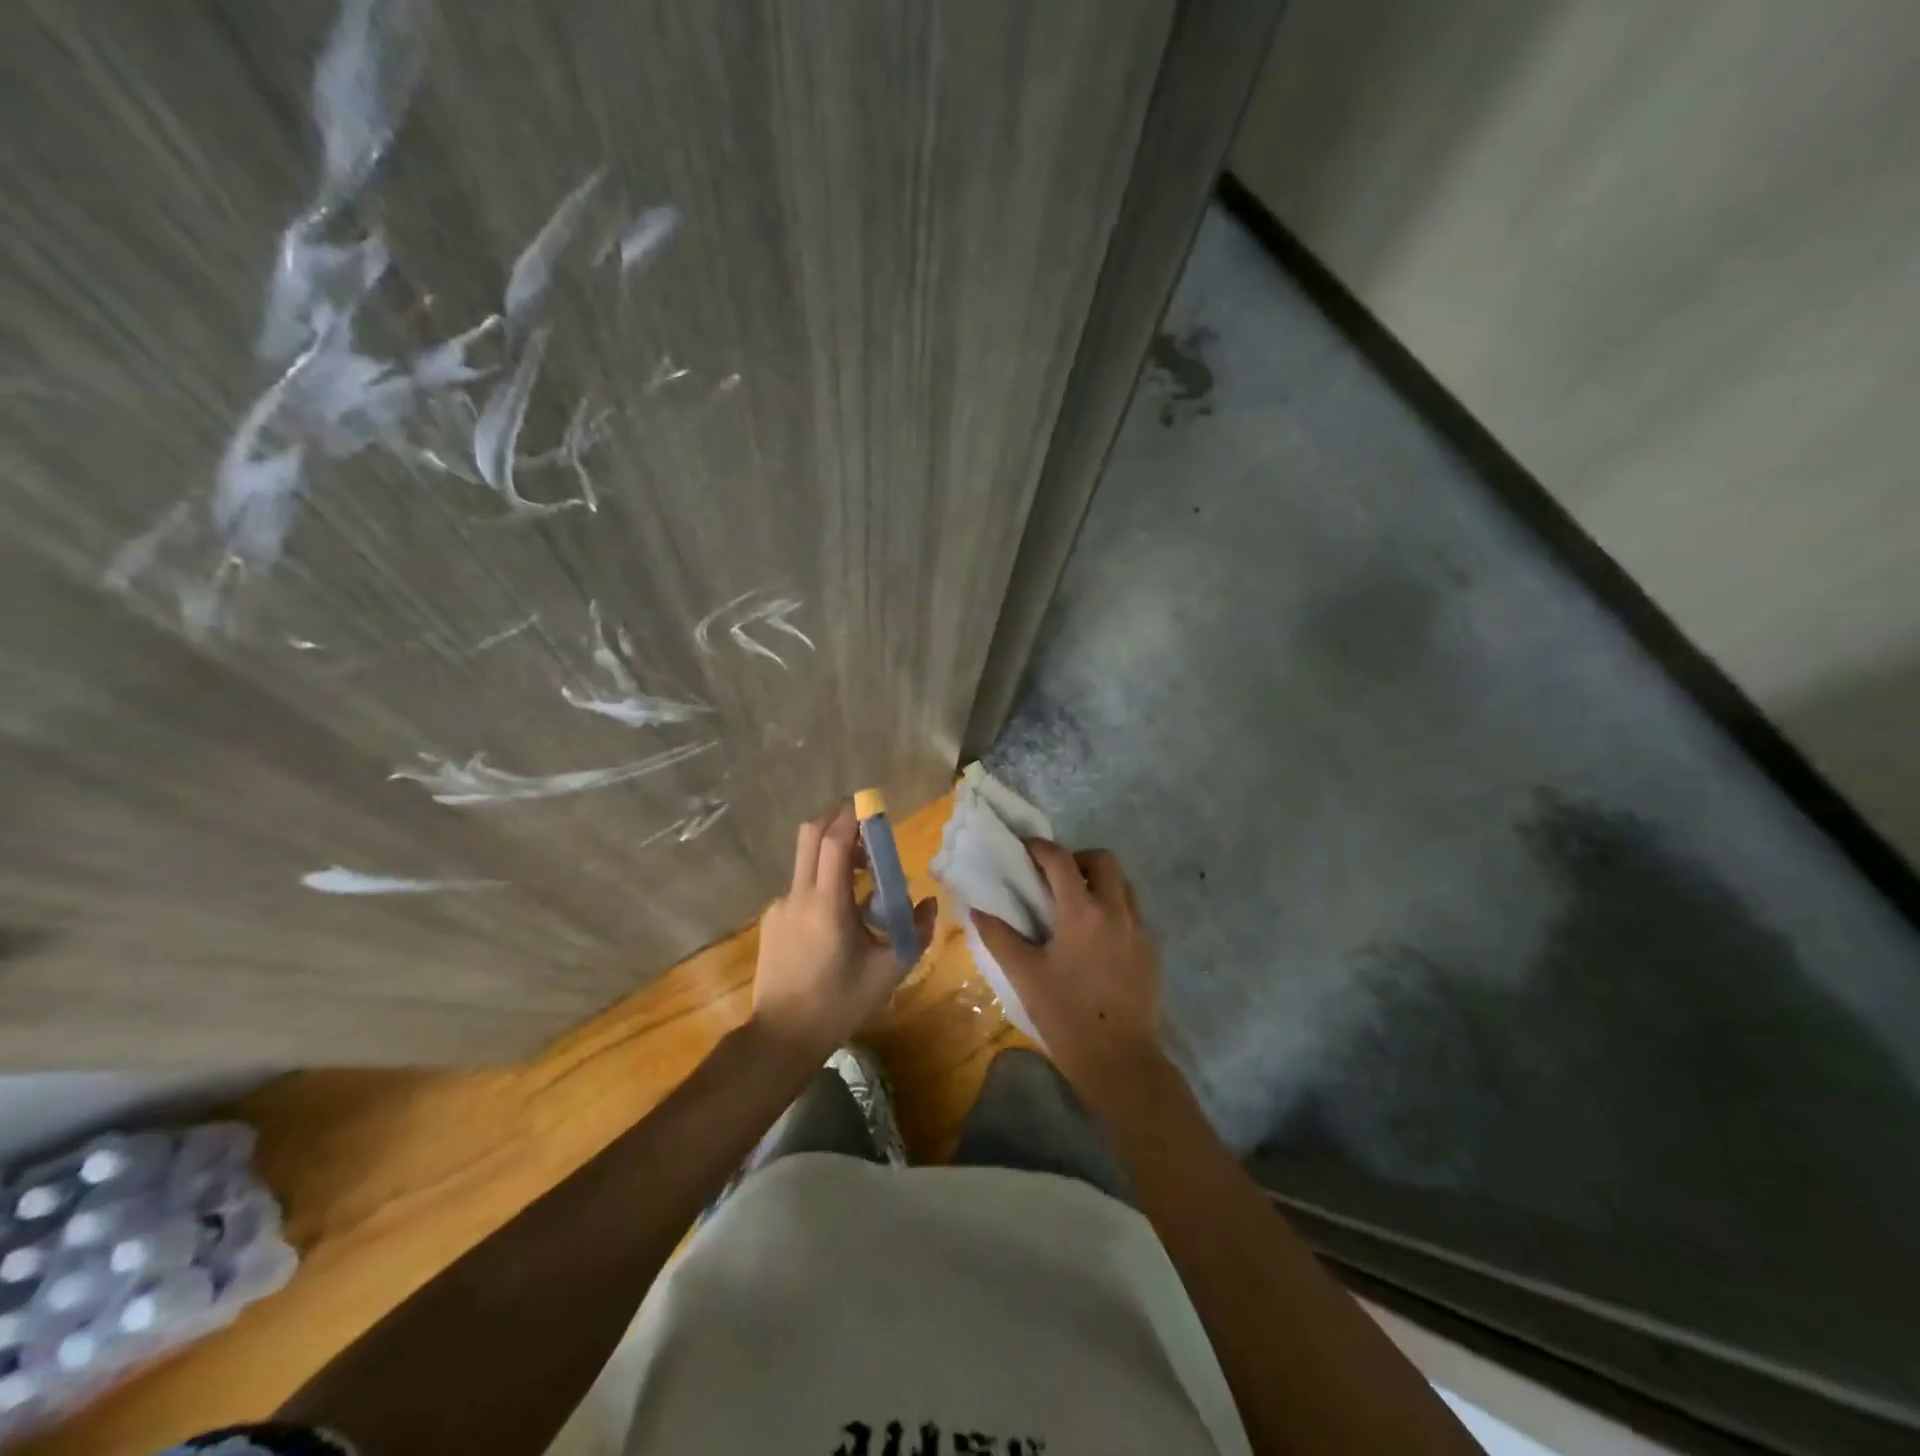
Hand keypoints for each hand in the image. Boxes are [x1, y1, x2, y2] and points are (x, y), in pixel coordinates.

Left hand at [750, 801, 936, 1063]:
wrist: (782, 1037)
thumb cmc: (839, 1004)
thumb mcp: (888, 972)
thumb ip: (916, 932)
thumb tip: (931, 902)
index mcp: (828, 905)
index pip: (833, 842)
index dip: (851, 816)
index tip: (871, 804)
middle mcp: (799, 896)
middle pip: (810, 835)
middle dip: (836, 818)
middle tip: (865, 823)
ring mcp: (781, 906)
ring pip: (804, 859)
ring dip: (831, 851)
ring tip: (862, 876)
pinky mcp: (772, 920)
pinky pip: (800, 886)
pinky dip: (821, 880)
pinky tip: (838, 914)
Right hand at [971, 841, 1166, 1097]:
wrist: (1120, 1061)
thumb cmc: (1066, 1016)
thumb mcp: (1025, 975)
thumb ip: (999, 935)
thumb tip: (977, 907)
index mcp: (1082, 912)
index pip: (1060, 860)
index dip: (1040, 847)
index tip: (1024, 848)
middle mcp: (1116, 910)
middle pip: (1103, 860)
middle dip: (1077, 858)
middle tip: (1054, 878)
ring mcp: (1140, 929)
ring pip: (1124, 883)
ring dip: (1099, 881)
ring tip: (1075, 905)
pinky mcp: (1152, 950)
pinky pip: (1133, 911)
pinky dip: (1113, 907)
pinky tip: (1095, 937)